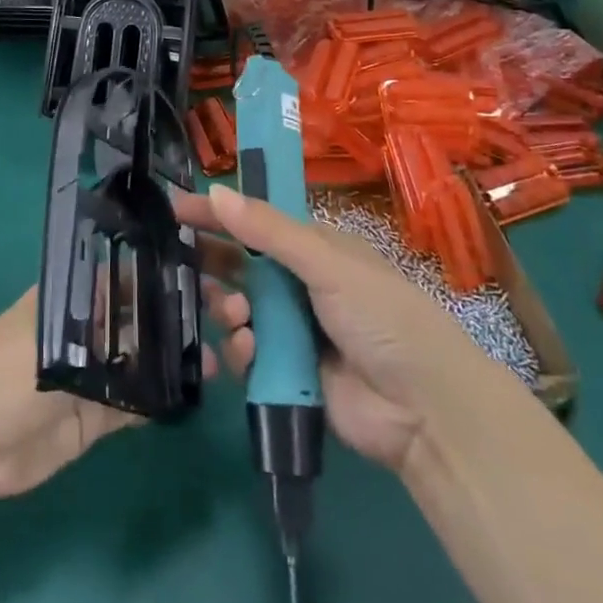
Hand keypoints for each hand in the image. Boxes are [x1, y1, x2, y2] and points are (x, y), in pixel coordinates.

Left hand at [0, 288, 213, 502]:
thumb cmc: (3, 370)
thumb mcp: (52, 335)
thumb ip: (105, 327)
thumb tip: (155, 307)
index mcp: (72, 298)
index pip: (125, 276)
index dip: (162, 274)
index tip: (205, 271)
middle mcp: (87, 330)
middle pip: (140, 318)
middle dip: (178, 315)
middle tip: (227, 314)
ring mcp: (94, 374)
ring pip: (145, 359)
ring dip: (178, 356)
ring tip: (221, 354)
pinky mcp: (97, 417)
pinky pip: (138, 402)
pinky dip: (163, 397)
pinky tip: (197, 388)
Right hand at [177, 184, 473, 474]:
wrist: (424, 410)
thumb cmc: (382, 317)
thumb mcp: (328, 264)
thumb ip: (269, 231)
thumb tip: (217, 191)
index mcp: (316, 250)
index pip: (257, 221)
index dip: (220, 213)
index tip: (177, 206)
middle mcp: (301, 284)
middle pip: (243, 265)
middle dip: (215, 263)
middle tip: (183, 261)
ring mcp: (294, 330)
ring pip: (239, 309)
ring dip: (229, 307)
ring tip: (237, 315)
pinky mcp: (287, 373)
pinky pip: (248, 353)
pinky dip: (241, 350)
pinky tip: (248, 351)